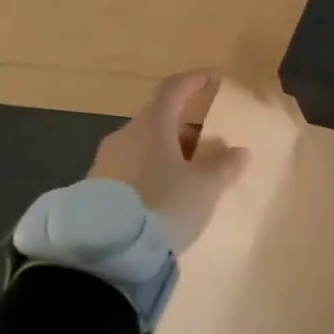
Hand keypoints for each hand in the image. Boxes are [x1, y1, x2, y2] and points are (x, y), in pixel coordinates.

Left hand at [88, 71, 249, 251]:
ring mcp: (105, 162)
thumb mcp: (204, 188)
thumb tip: (239, 151)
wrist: (103, 253)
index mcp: (151, 125)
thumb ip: (223, 166)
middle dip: (185, 126)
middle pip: (158, 119)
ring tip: (190, 175)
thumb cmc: (162, 206)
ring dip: (168, 152)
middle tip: (209, 143)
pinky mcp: (94, 189)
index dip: (193, 81)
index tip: (212, 79)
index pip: (173, 88)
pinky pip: (130, 169)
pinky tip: (164, 195)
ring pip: (143, 146)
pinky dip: (151, 172)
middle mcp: (125, 136)